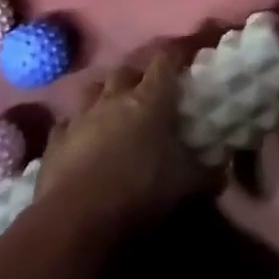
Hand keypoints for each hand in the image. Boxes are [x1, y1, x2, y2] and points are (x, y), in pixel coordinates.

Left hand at [35, 44, 213, 231]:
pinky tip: (81, 139)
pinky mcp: (54, 143)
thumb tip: (224, 167)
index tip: (185, 59)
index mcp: (150, 99)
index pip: (165, 60)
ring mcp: (80, 118)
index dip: (176, 56)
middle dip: (137, 76)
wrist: (76, 222)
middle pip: (126, 70)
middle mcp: (114, 98)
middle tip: (148, 91)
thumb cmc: (140, 191)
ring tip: (113, 109)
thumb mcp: (188, 184)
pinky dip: (76, 127)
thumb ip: (209, 172)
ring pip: (92, 90)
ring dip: (104, 94)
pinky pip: (66, 124)